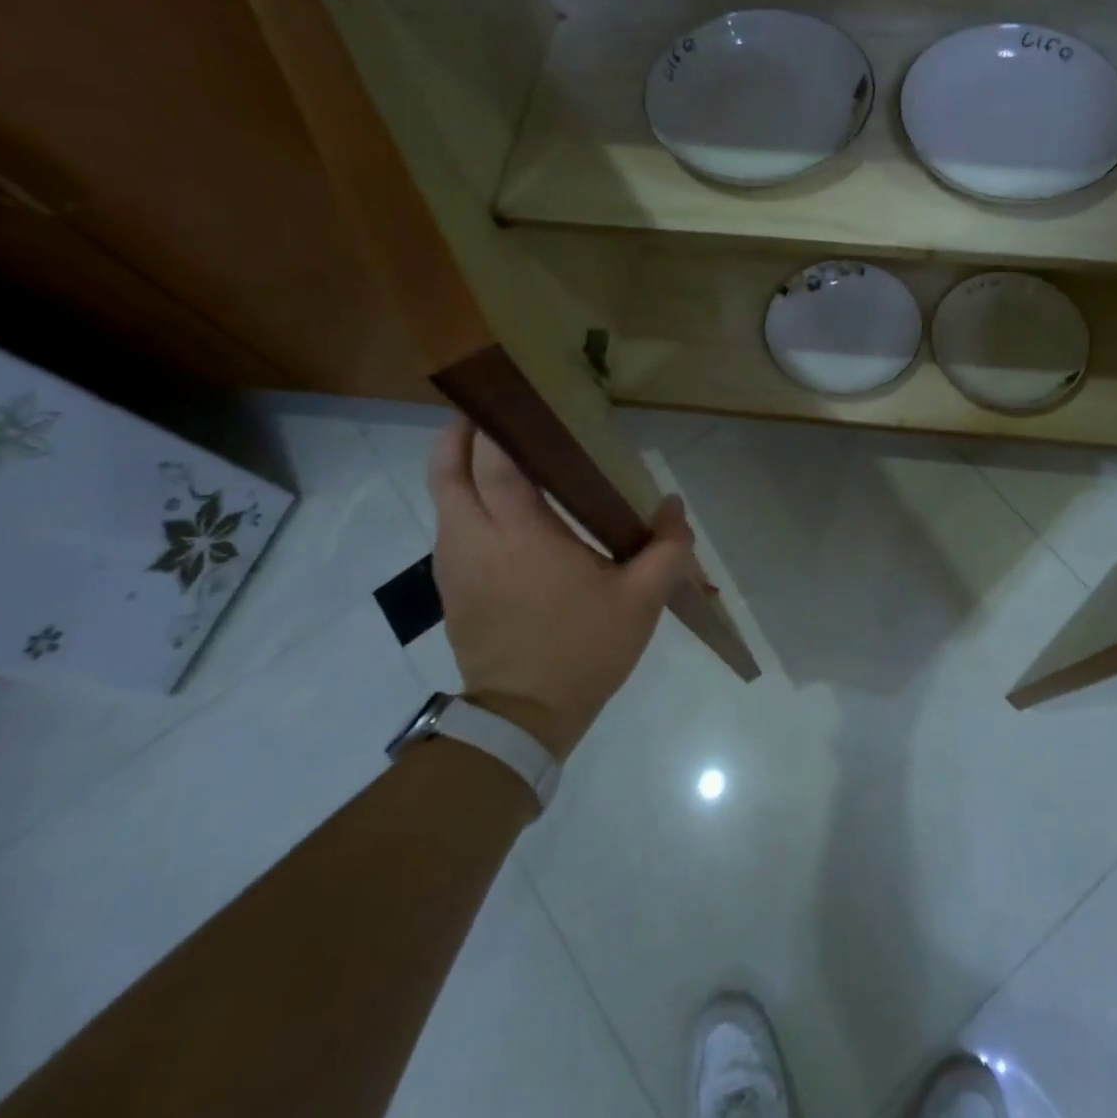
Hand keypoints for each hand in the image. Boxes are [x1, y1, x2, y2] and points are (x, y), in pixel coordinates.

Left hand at [426, 419, 695, 757]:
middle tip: (493, 412)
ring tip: (501, 455)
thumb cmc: (583, 651)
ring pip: (442, 498)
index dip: (497, 426)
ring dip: (460, 467)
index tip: (515, 398)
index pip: (494, 463)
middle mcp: (474, 540)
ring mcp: (454, 565)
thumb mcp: (641, 601)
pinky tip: (503, 510)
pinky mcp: (451, 587)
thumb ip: (667, 548)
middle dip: (460, 433)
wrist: (522, 719)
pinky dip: (465, 500)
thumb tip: (674, 506)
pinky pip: (450, 526)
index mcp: (520, 536)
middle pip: (446, 470)